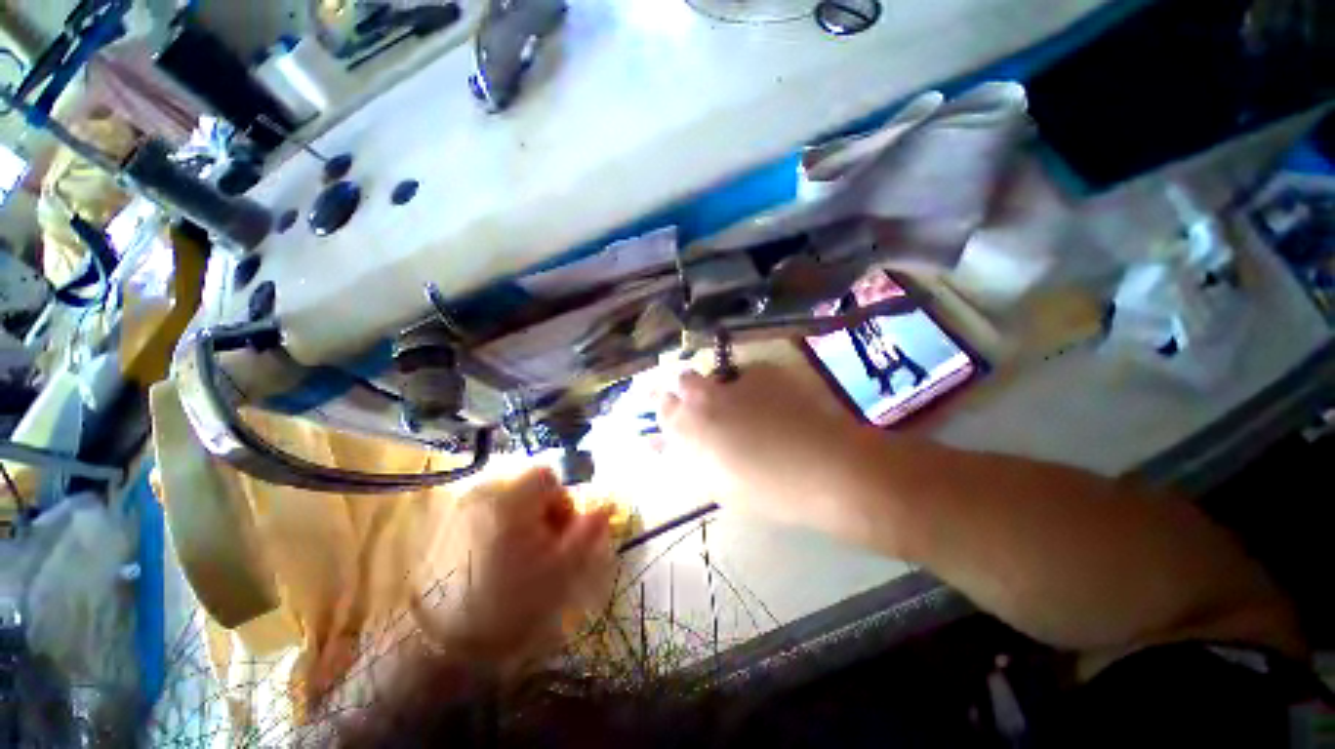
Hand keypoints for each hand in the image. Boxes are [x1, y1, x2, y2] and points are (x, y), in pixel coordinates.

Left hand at [414, 468, 614, 669]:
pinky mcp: (446, 525)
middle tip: (540, 550)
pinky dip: (498, 527)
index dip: (561, 502)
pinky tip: (494, 560)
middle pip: (527, 487)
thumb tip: (606, 508)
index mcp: (512, 499)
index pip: (548, 477)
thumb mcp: (562, 569)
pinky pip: (485, 512)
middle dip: (542, 512)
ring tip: (518, 557)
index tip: (559, 535)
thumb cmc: (510, 603)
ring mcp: (461, 508)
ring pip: (507, 500)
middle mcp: (484, 493)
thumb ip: (588, 533)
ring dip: (521, 519)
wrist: (443, 645)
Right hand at [657, 365, 870, 535]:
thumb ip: (685, 458)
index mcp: (687, 427)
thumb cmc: (766, 490)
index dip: (670, 409)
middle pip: (683, 379)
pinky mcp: (764, 370)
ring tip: (744, 405)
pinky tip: (775, 403)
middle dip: (690, 390)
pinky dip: (754, 385)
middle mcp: (702, 396)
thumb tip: (661, 444)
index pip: (662, 406)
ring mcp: (733, 380)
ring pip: (716, 374)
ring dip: (720, 385)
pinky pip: (749, 373)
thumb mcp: (715, 483)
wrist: (825, 469)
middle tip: (709, 407)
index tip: (679, 416)